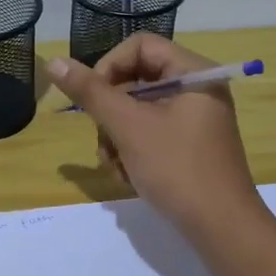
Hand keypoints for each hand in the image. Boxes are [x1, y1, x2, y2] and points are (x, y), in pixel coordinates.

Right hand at [47, 35, 261, 238]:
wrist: (221, 228)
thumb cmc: (177, 168)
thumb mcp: (128, 127)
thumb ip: (91, 92)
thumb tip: (53, 61)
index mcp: (193, 73)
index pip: (139, 46)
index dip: (109, 67)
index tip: (93, 99)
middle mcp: (196, 90)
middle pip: (135, 81)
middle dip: (111, 114)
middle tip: (104, 142)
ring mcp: (193, 121)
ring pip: (137, 112)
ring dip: (116, 138)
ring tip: (117, 167)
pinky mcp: (188, 147)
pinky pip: (150, 135)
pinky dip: (133, 153)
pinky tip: (129, 178)